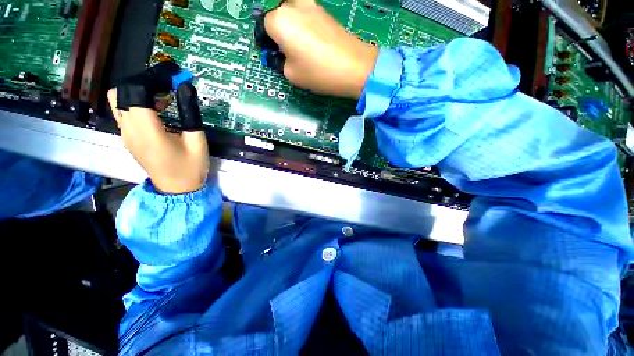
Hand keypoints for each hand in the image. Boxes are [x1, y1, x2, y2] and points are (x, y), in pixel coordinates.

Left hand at [107, 88, 208, 193]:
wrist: (178, 189)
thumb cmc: (191, 167)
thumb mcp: (197, 140)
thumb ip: (190, 113)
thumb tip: (185, 88)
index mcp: (147, 131)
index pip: (134, 92)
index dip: (151, 80)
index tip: (171, 78)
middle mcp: (129, 130)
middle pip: (119, 93)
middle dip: (141, 85)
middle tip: (165, 90)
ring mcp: (126, 135)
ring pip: (118, 102)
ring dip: (137, 95)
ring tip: (163, 101)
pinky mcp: (128, 139)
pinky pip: (124, 114)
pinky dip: (136, 106)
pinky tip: (157, 113)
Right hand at [264, 0, 378, 98]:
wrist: (353, 67)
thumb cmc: (318, 72)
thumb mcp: (291, 74)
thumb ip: (280, 62)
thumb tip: (281, 55)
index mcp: (279, 20)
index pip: (264, 27)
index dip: (267, 42)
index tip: (274, 54)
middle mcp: (293, 5)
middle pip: (278, 16)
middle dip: (279, 31)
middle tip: (287, 51)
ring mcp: (311, 5)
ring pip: (293, 13)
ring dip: (292, 27)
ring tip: (301, 48)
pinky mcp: (325, 11)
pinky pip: (307, 15)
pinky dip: (305, 26)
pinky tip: (313, 43)